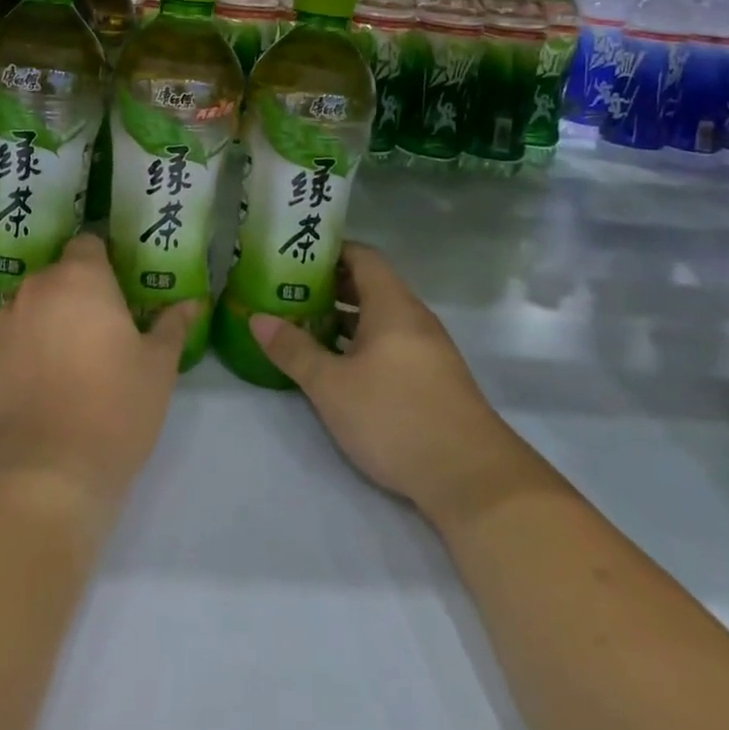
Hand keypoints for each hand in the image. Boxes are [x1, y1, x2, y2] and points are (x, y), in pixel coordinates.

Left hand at [0, 234, 197, 523]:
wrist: (42, 478)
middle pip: (54, 279)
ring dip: (37, 327)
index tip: (114, 295)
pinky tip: (21, 394)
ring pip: (22, 311)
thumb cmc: (114, 412)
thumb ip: (172, 327)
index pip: (87, 244)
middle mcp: (33, 289)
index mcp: (81, 279)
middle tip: (91, 340)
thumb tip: (192, 302)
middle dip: (71, 299)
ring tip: (53, 373)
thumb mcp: (158, 370)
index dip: (102, 264)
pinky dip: (6, 358)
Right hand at [251, 243, 504, 525]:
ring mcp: (427, 349)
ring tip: (303, 325)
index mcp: (392, 305)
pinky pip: (390, 343)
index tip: (294, 256)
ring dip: (343, 317)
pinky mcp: (432, 379)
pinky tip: (337, 365)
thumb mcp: (332, 385)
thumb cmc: (395, 417)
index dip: (329, 251)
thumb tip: (257, 319)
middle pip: (369, 285)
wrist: (472, 478)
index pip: (362, 256)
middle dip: (329, 285)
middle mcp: (413, 317)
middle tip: (288, 291)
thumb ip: (294, 350)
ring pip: (379, 317)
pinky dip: (361, 342)